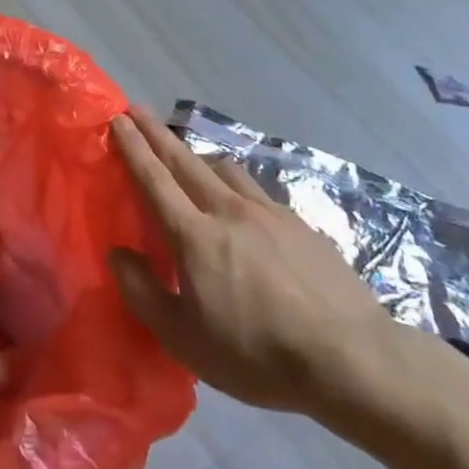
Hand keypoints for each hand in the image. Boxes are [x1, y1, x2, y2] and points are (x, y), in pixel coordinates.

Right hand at [107, 109, 406, 424]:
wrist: (350, 358)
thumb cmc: (256, 354)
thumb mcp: (184, 339)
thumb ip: (142, 292)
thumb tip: (118, 254)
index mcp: (195, 235)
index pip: (154, 179)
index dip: (133, 146)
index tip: (118, 117)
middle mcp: (228, 210)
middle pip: (185, 160)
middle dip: (157, 132)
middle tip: (137, 110)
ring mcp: (269, 213)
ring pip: (225, 169)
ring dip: (198, 156)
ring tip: (189, 159)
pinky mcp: (300, 224)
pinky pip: (256, 192)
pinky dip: (235, 186)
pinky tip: (242, 208)